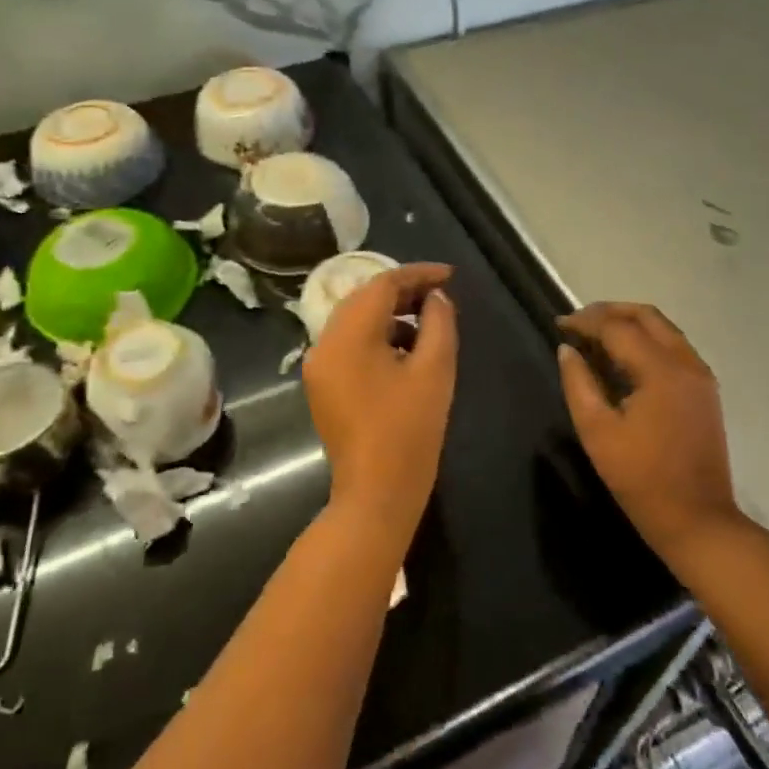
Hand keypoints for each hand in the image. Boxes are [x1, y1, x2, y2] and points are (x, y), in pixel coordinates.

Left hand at [304, 263, 457, 545]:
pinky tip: (406, 350)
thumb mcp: (434, 370)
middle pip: (363, 298)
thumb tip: (436, 297)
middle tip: (440, 294)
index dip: (417, 274)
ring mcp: (319, 365)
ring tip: (428, 322)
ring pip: (355, 320)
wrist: (376, 493)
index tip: (450, 275)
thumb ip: (438, 322)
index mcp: (347, 336)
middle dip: (403, 291)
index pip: (381, 285)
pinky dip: (376, 336)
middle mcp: (324, 343)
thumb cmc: (410, 430)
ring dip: (390, 313)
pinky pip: (349, 343)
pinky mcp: (323, 384)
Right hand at [557, 303, 739, 557]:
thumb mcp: (597, 432)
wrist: (698, 521)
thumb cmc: (641, 479)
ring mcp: (701, 376)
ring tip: (597, 336)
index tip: (559, 324)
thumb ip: (578, 384)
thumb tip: (567, 350)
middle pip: (646, 316)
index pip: (618, 327)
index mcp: (661, 370)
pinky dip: (647, 340)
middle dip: (610, 312)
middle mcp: (686, 363)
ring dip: (630, 323)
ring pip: (664, 329)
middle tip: (578, 323)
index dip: (586, 321)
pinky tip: (624, 358)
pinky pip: (674, 347)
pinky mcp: (705, 390)